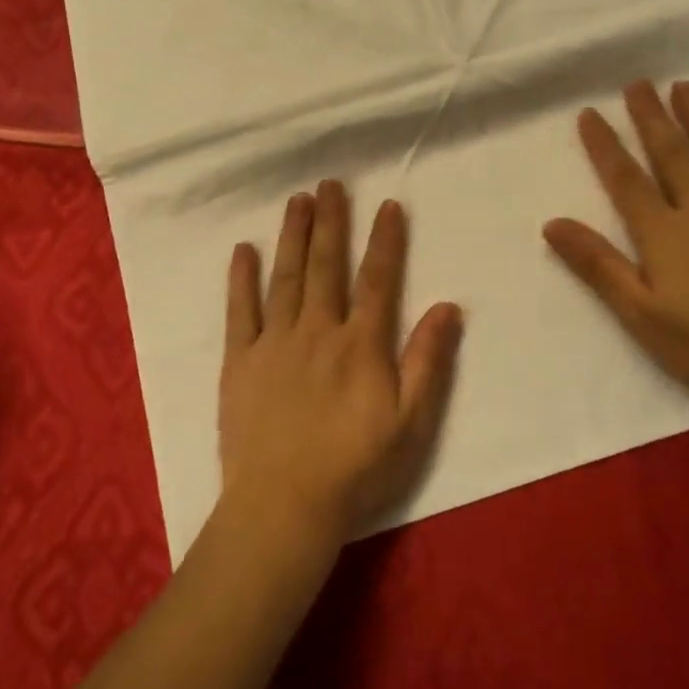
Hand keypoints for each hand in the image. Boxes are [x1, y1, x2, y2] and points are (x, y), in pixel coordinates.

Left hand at [220, 181, 462, 547]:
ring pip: (286, 276)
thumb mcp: (410, 424)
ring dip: (293, 235)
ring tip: (297, 200)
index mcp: (360, 344)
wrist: (285, 505)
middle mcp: (317, 330)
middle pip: (327, 265)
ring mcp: (275, 342)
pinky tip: (243, 249)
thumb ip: (427, 361)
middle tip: (330, 183)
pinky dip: (241, 278)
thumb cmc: (355, 468)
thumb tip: (449, 306)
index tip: (388, 205)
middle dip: (331, 221)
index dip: (385, 241)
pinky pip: (240, 310)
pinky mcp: (240, 360)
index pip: (377, 280)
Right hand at [543, 80, 688, 410]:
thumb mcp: (639, 312)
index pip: (625, 179)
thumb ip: (597, 264)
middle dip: (652, 117)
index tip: (590, 112)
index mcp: (664, 232)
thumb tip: (552, 222)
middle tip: (638, 83)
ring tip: (685, 87)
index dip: (605, 145)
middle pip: (672, 154)